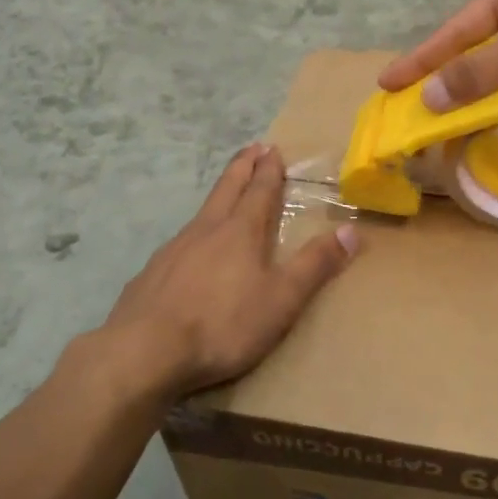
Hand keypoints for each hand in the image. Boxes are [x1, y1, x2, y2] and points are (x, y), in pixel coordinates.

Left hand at [103, 143, 357, 394]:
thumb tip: (351, 231)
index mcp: (241, 232)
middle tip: (251, 148)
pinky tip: (191, 250)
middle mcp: (206, 231)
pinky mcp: (152, 273)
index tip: (272, 149)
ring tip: (226, 194)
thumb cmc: (223, 324)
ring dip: (218, 196)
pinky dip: (195, 232)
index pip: (259, 191)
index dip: (269, 170)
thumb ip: (315, 265)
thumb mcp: (282, 299)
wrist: (145, 350)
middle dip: (242, 168)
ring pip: (202, 213)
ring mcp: (174, 250)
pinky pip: (180, 242)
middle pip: (226, 189)